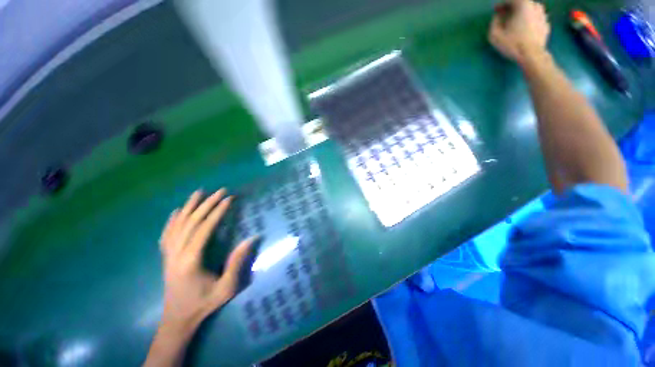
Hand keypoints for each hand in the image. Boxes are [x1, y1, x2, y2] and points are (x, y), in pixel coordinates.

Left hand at [158, 189, 255, 332]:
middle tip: (220, 191)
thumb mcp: (227, 287)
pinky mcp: (166, 257)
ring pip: (177, 224)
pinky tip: (177, 211)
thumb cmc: (204, 303)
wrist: (178, 319)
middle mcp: (176, 254)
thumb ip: (237, 262)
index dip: (218, 212)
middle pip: (191, 222)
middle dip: (207, 204)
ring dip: (189, 206)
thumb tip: (251, 238)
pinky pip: (167, 234)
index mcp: (191, 260)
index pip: (205, 228)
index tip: (229, 199)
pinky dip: (172, 220)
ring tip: (199, 192)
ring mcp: (168, 255)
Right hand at [488, 0, 550, 64]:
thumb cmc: (512, 44)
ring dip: (522, 14)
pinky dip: (529, 21)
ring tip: (515, 23)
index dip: (502, 4)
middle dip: (513, 8)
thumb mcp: (495, 34)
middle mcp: (535, 5)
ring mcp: (543, 15)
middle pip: (522, 3)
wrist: (532, 56)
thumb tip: (498, 16)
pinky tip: (524, 30)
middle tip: (505, 16)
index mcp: (523, 5)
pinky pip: (536, 19)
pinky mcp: (546, 24)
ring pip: (530, 10)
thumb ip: (495, 21)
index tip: (496, 10)